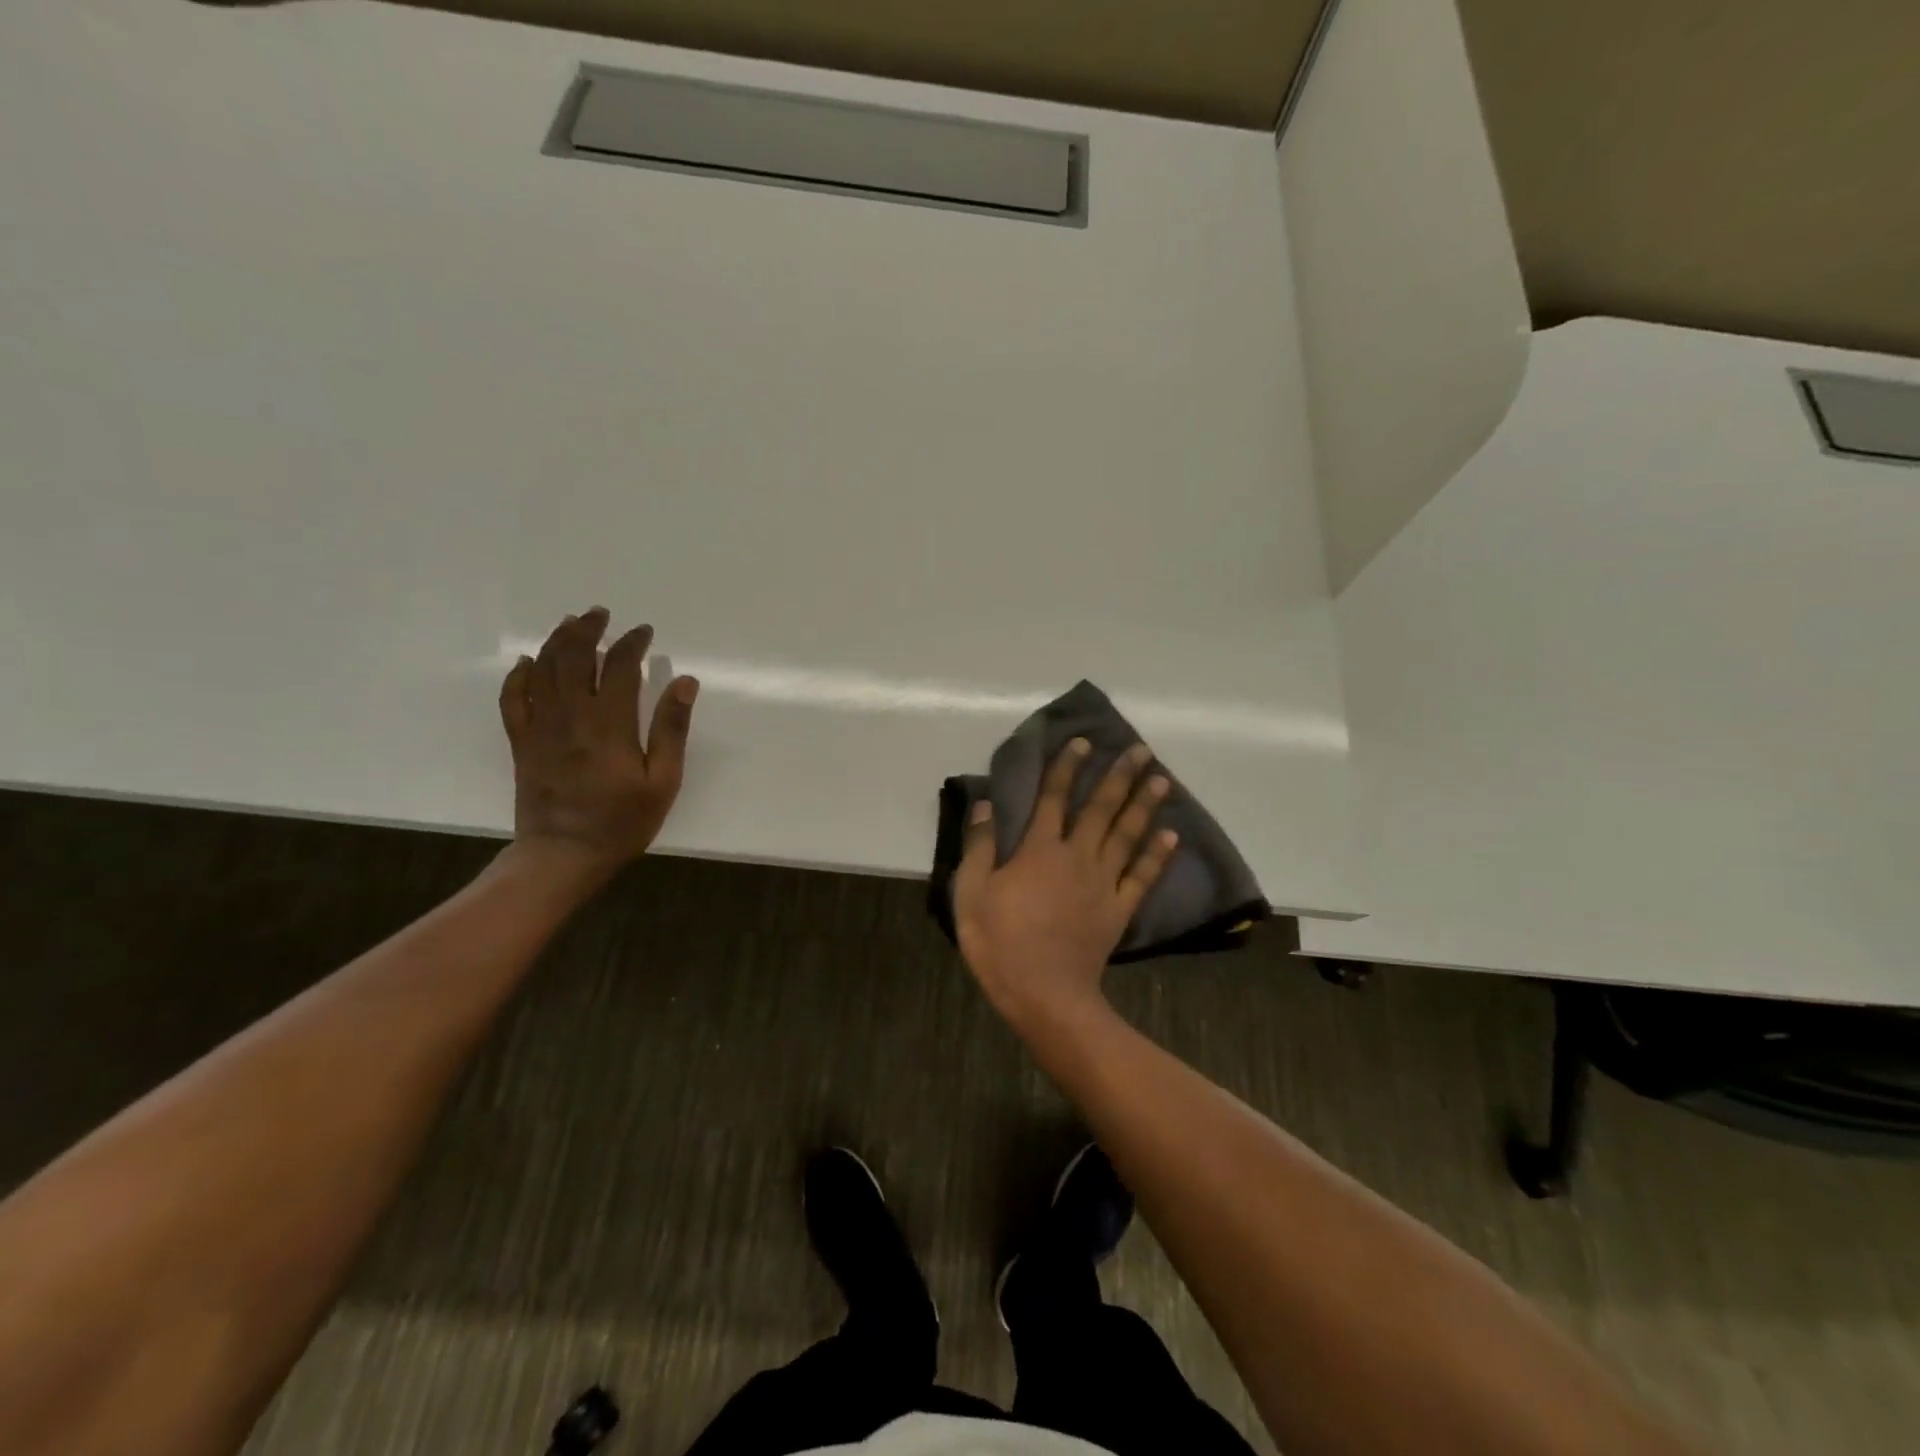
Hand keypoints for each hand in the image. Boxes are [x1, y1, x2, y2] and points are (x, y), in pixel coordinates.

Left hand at [497, 607, 698, 882]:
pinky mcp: (522, 742)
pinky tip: (527, 663)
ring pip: (542, 670)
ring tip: (570, 624)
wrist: (563, 855)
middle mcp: (570, 716)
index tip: (644, 632)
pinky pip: (513, 698)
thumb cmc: (622, 821)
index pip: (618, 667)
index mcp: (609, 724)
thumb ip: (671, 729)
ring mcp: (540, 727)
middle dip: (588, 630)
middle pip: (573, 657)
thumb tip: (685, 682)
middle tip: (601, 614)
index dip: (631, 643)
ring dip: (556, 641)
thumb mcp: (662, 780)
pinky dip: (519, 675)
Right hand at [953, 738, 1178, 1027]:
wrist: (1044, 994)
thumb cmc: (1000, 942)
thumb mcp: (971, 892)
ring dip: (1144, 803)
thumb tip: (985, 803)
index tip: (1082, 741)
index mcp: (1039, 849)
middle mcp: (1076, 855)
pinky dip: (1157, 853)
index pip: (1054, 797)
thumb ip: (979, 845)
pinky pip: (1142, 875)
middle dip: (1120, 775)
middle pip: (1101, 808)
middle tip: (1140, 748)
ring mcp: (1103, 882)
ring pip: (1127, 834)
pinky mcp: (1119, 908)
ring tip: (1161, 777)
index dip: (1067, 767)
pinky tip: (1171, 833)